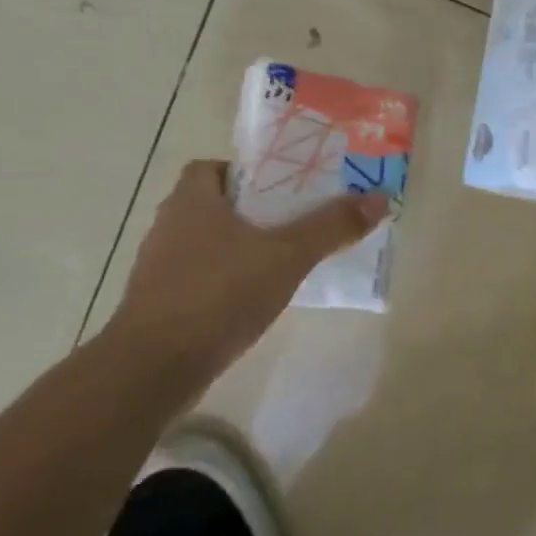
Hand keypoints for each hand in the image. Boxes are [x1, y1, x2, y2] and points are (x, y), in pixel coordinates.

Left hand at [106, 160, 387, 371]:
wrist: (155, 367)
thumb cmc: (220, 294)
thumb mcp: (288, 256)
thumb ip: (332, 227)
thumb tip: (380, 199)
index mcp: (191, 200)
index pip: (212, 168)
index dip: (246, 173)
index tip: (282, 189)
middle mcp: (169, 226)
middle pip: (214, 204)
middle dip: (253, 211)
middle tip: (296, 222)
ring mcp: (160, 267)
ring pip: (208, 243)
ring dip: (240, 247)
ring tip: (283, 261)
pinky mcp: (161, 303)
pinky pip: (201, 277)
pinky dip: (226, 280)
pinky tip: (255, 298)